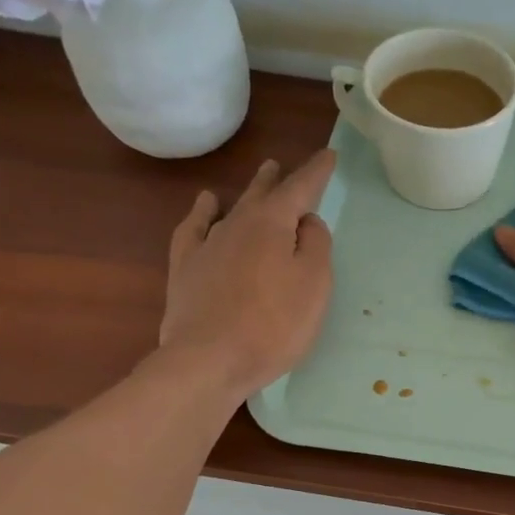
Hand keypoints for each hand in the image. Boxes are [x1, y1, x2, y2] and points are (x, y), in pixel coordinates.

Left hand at [154, 149, 337, 398]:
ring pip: (231, 209)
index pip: (300, 188)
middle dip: (277, 179)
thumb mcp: (314, 284)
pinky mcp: (186, 269)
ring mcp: (207, 245)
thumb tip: (306, 221)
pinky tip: (207, 206)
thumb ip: (315, 245)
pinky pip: (194, 228)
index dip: (316, 171)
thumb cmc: (274, 324)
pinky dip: (203, 213)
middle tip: (282, 166)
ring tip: (258, 181)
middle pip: (261, 194)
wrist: (210, 360)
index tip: (328, 155)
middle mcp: (238, 224)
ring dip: (247, 194)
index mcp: (272, 224)